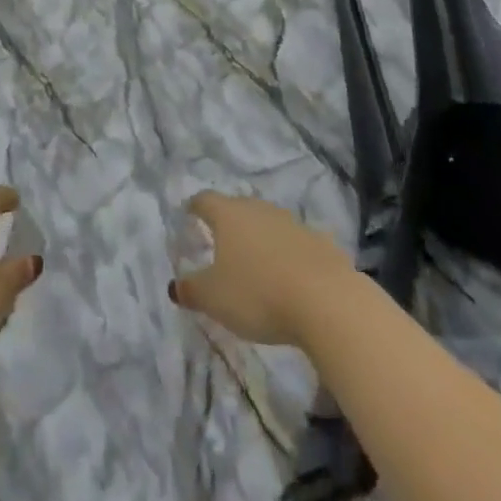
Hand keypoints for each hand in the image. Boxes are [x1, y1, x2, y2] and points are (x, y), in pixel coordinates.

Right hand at [170, 192, 356, 348]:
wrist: (326, 300)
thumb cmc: (258, 294)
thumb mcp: (215, 299)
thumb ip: (192, 290)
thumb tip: (174, 285)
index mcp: (229, 216)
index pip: (205, 200)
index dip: (195, 206)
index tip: (190, 213)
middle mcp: (259, 209)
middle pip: (238, 208)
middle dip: (229, 222)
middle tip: (221, 242)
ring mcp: (292, 223)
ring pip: (268, 223)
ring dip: (260, 238)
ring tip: (255, 261)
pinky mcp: (319, 242)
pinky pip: (296, 244)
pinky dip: (288, 254)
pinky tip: (290, 276)